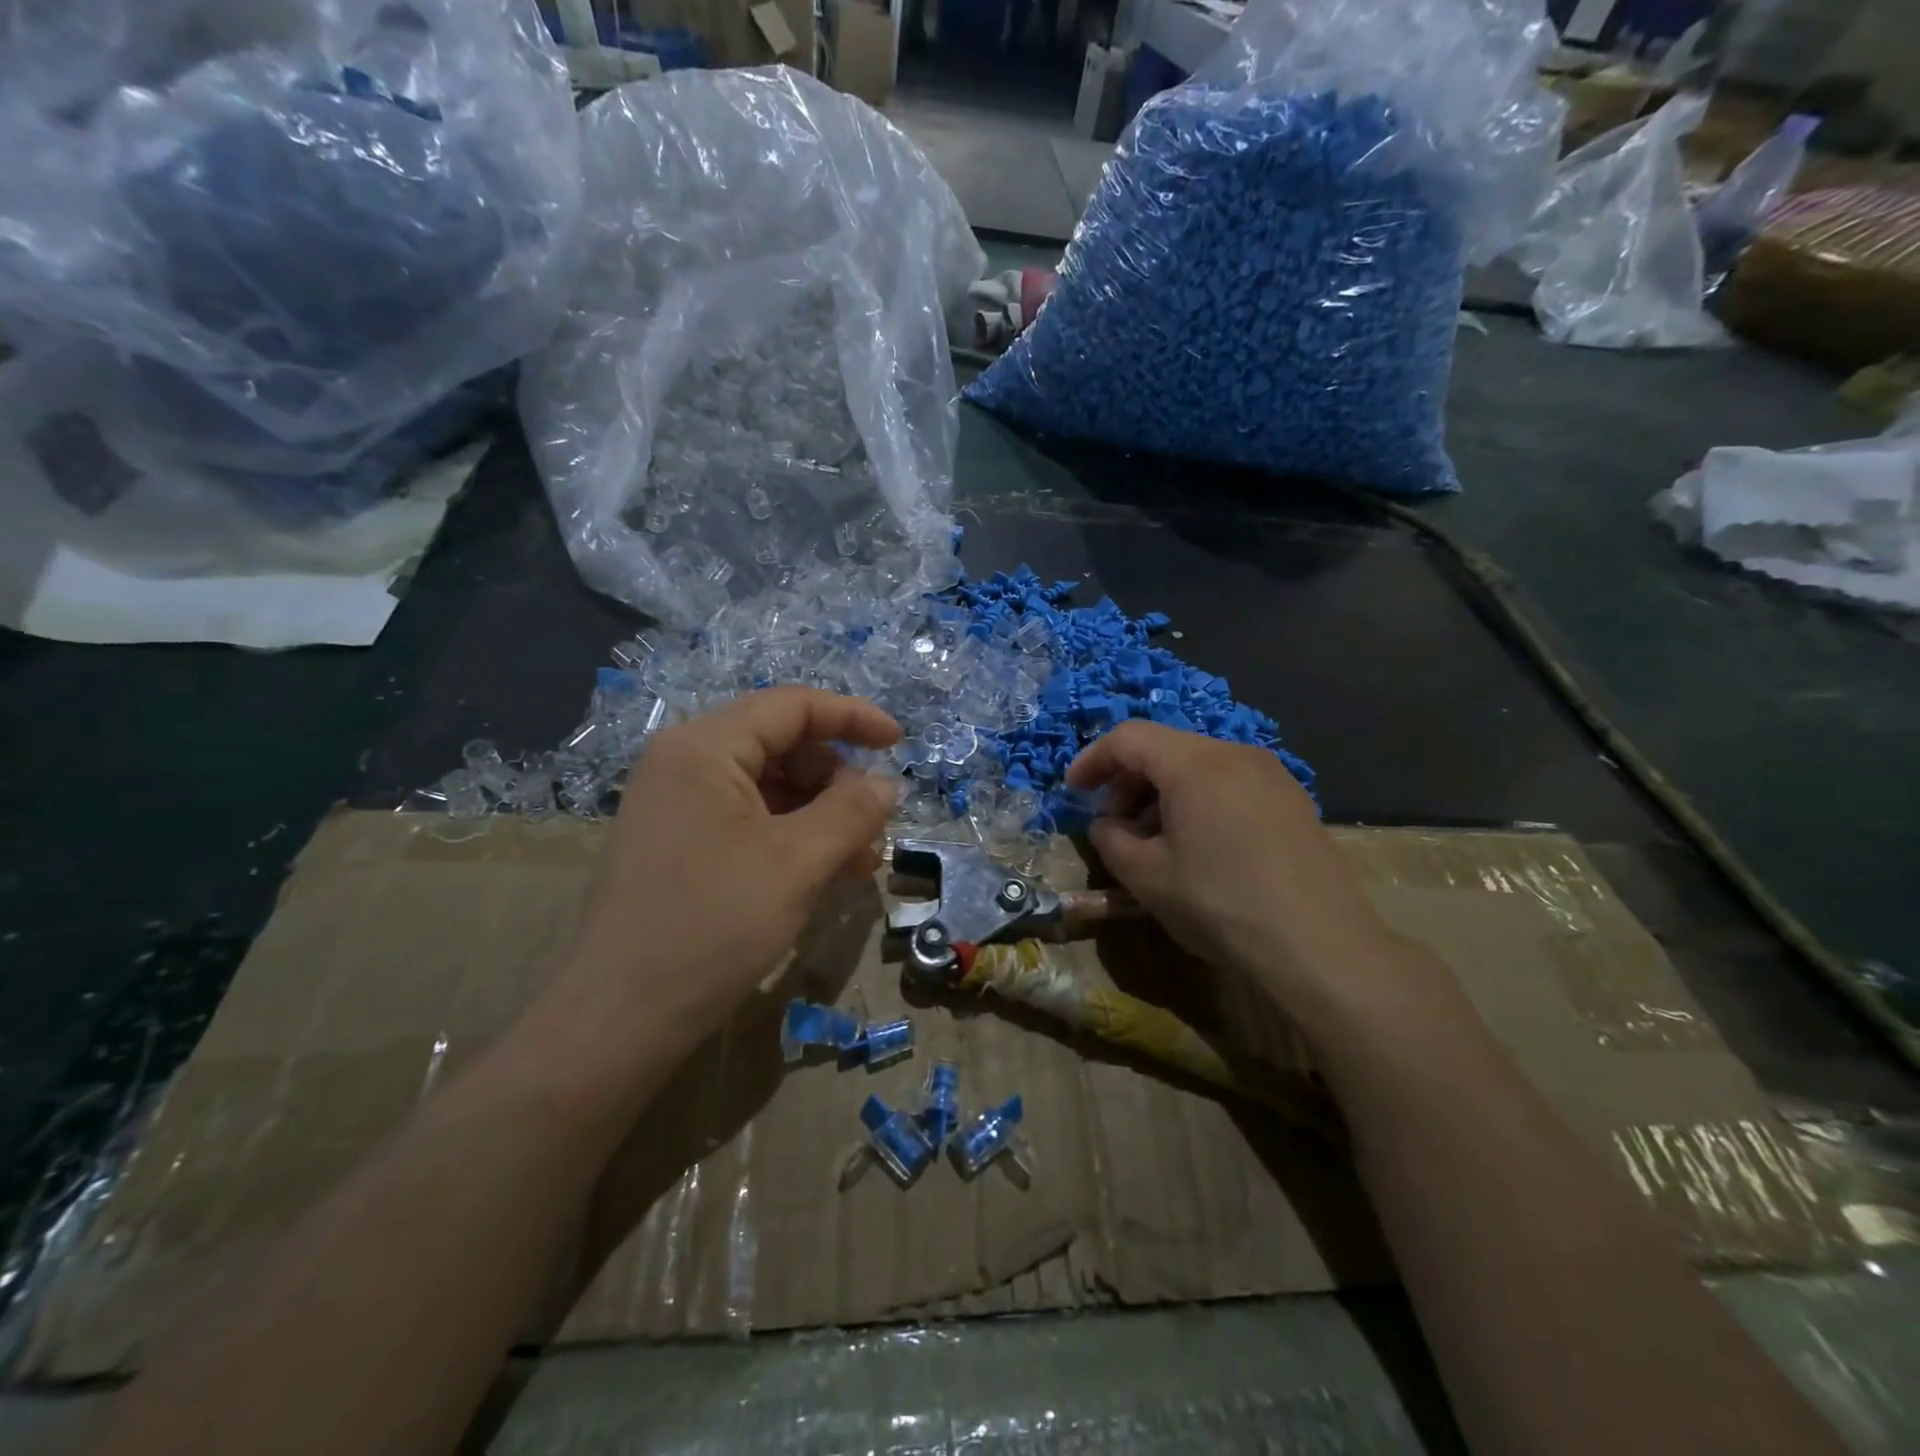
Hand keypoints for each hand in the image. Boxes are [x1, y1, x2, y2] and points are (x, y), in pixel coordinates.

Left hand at [557, 688, 900, 1055]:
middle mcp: (684, 762)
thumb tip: (887, 784)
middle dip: (837, 781)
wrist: (619, 1019)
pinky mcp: (678, 841)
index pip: (792, 706)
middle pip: (782, 744)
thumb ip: (852, 812)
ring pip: (769, 786)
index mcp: (703, 747)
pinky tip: (821, 873)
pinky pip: (748, 818)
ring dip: (820, 814)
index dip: (852, 717)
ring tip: (857, 863)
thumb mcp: (796, 863)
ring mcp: (677, 803)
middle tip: (873, 831)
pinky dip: (792, 836)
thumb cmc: (711, 927)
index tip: (899, 742)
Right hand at [1065, 722, 1404, 1016]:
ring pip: (1199, 767)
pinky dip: (1198, 802)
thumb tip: (1106, 826)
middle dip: (1128, 782)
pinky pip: (1229, 784)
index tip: (1073, 792)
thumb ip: (1111, 841)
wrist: (1320, 947)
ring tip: (1153, 842)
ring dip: (1162, 794)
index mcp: (1195, 764)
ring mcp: (1271, 774)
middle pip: (1165, 749)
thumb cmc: (1221, 904)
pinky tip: (1197, 847)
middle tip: (1114, 827)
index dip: (1093, 760)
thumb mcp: (1147, 878)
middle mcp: (1235, 754)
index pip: (1129, 738)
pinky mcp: (1292, 800)